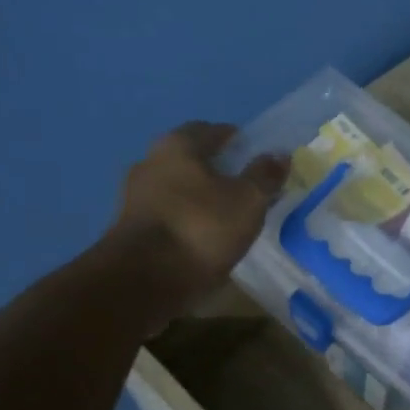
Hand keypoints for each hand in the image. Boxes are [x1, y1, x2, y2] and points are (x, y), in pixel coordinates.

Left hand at [113, 122, 286, 321]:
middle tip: (242, 183)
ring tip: (225, 212)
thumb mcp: (247, 201)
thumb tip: (280, 155)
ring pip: (176, 187)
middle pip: (189, 158)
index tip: (252, 152)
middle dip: (214, 167)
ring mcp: (135, 196)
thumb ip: (264, 176)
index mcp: (177, 146)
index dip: (233, 138)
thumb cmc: (201, 228)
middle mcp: (150, 162)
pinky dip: (185, 218)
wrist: (144, 280)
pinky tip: (202, 234)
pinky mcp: (130, 228)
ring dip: (198, 195)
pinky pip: (167, 214)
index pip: (210, 130)